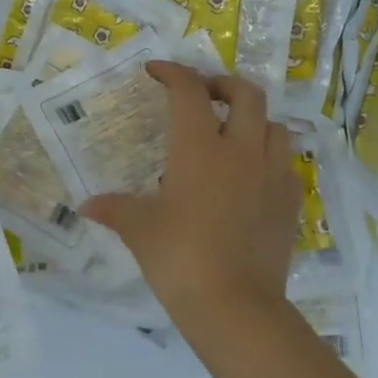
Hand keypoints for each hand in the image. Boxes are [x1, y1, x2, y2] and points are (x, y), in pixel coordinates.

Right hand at [80, 63, 300, 327]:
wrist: (234, 305)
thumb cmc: (178, 257)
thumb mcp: (139, 229)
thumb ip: (114, 209)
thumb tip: (86, 206)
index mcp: (200, 148)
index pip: (189, 91)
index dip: (173, 73)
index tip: (156, 71)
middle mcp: (241, 151)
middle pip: (246, 94)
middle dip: (223, 85)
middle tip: (202, 95)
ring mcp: (272, 175)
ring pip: (274, 126)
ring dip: (253, 120)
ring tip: (231, 134)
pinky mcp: (291, 202)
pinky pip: (285, 164)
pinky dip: (268, 157)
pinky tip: (251, 177)